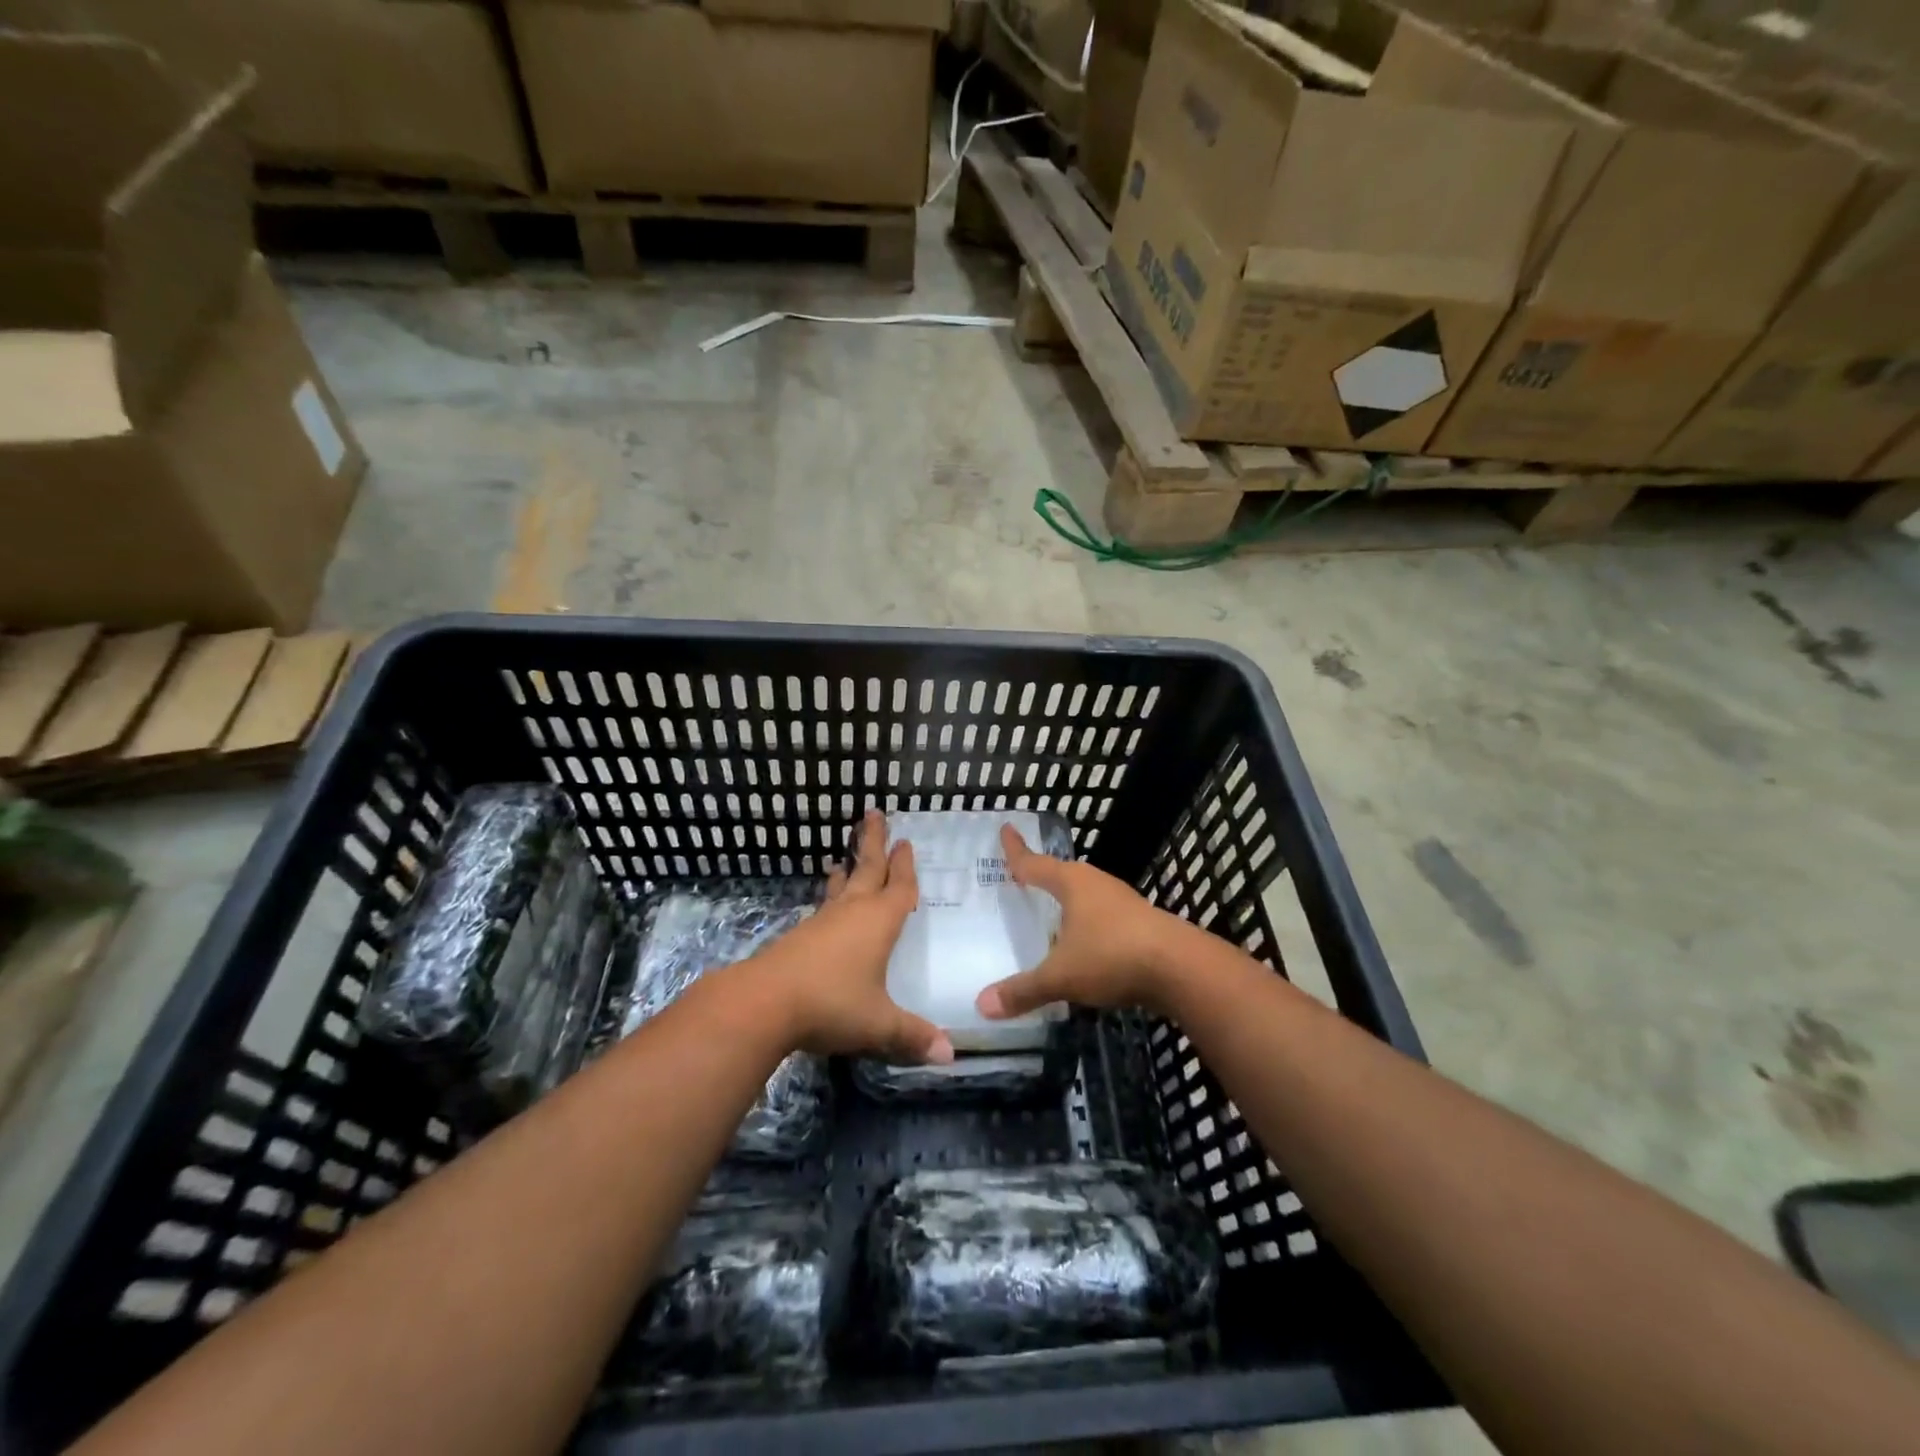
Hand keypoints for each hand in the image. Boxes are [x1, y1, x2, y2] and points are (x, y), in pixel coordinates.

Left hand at [750, 810, 952, 1065]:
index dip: (906, 867)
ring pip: (842, 886)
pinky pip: (824, 906)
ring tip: (844, 856)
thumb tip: (949, 1056)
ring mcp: (823, 921)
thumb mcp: (879, 1023)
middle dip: (874, 843)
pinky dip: (830, 895)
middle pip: (867, 869)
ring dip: (848, 868)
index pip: (899, 888)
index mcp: (879, 922)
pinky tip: (826, 904)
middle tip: (874, 813)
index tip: (907, 842)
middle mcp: (852, 912)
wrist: (764, 1002)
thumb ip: (913, 1036)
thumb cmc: (832, 1004)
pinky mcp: (800, 936)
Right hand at [976, 824, 1187, 1020]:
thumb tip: (982, 1005)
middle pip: (1063, 874)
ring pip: (1087, 895)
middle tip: (1023, 877)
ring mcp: (1123, 902)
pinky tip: (1086, 943)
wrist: (1182, 969)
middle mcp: (1097, 884)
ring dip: (1069, 901)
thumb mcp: (1061, 976)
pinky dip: (1088, 924)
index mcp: (1072, 884)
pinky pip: (1104, 917)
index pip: (1034, 863)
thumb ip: (1023, 990)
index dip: (1016, 850)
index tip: (1006, 828)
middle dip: (1044, 875)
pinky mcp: (1142, 923)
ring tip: (1052, 912)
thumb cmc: (1112, 956)